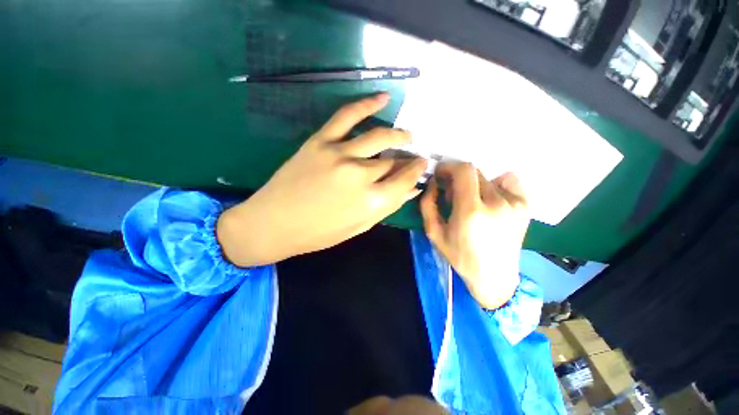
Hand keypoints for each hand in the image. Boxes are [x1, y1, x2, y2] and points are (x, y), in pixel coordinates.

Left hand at [218, 93, 427, 266]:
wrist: (274, 223)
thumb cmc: (319, 233)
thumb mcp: (358, 227)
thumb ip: (387, 207)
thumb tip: (411, 190)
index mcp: (371, 201)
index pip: (405, 180)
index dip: (416, 172)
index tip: (422, 166)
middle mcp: (361, 175)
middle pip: (393, 160)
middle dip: (407, 159)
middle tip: (412, 158)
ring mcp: (341, 154)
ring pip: (379, 137)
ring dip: (398, 134)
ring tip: (408, 135)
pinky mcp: (321, 141)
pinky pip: (348, 116)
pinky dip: (367, 104)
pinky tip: (384, 98)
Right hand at [420, 163, 529, 309]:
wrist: (494, 276)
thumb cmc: (460, 256)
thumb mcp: (434, 232)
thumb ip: (428, 204)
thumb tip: (433, 183)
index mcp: (471, 211)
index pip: (464, 170)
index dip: (449, 166)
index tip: (441, 174)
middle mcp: (497, 203)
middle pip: (475, 172)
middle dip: (458, 178)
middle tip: (452, 193)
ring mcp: (515, 203)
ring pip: (488, 177)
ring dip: (474, 184)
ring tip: (472, 201)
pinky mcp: (525, 205)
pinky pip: (509, 181)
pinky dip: (496, 184)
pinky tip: (491, 200)